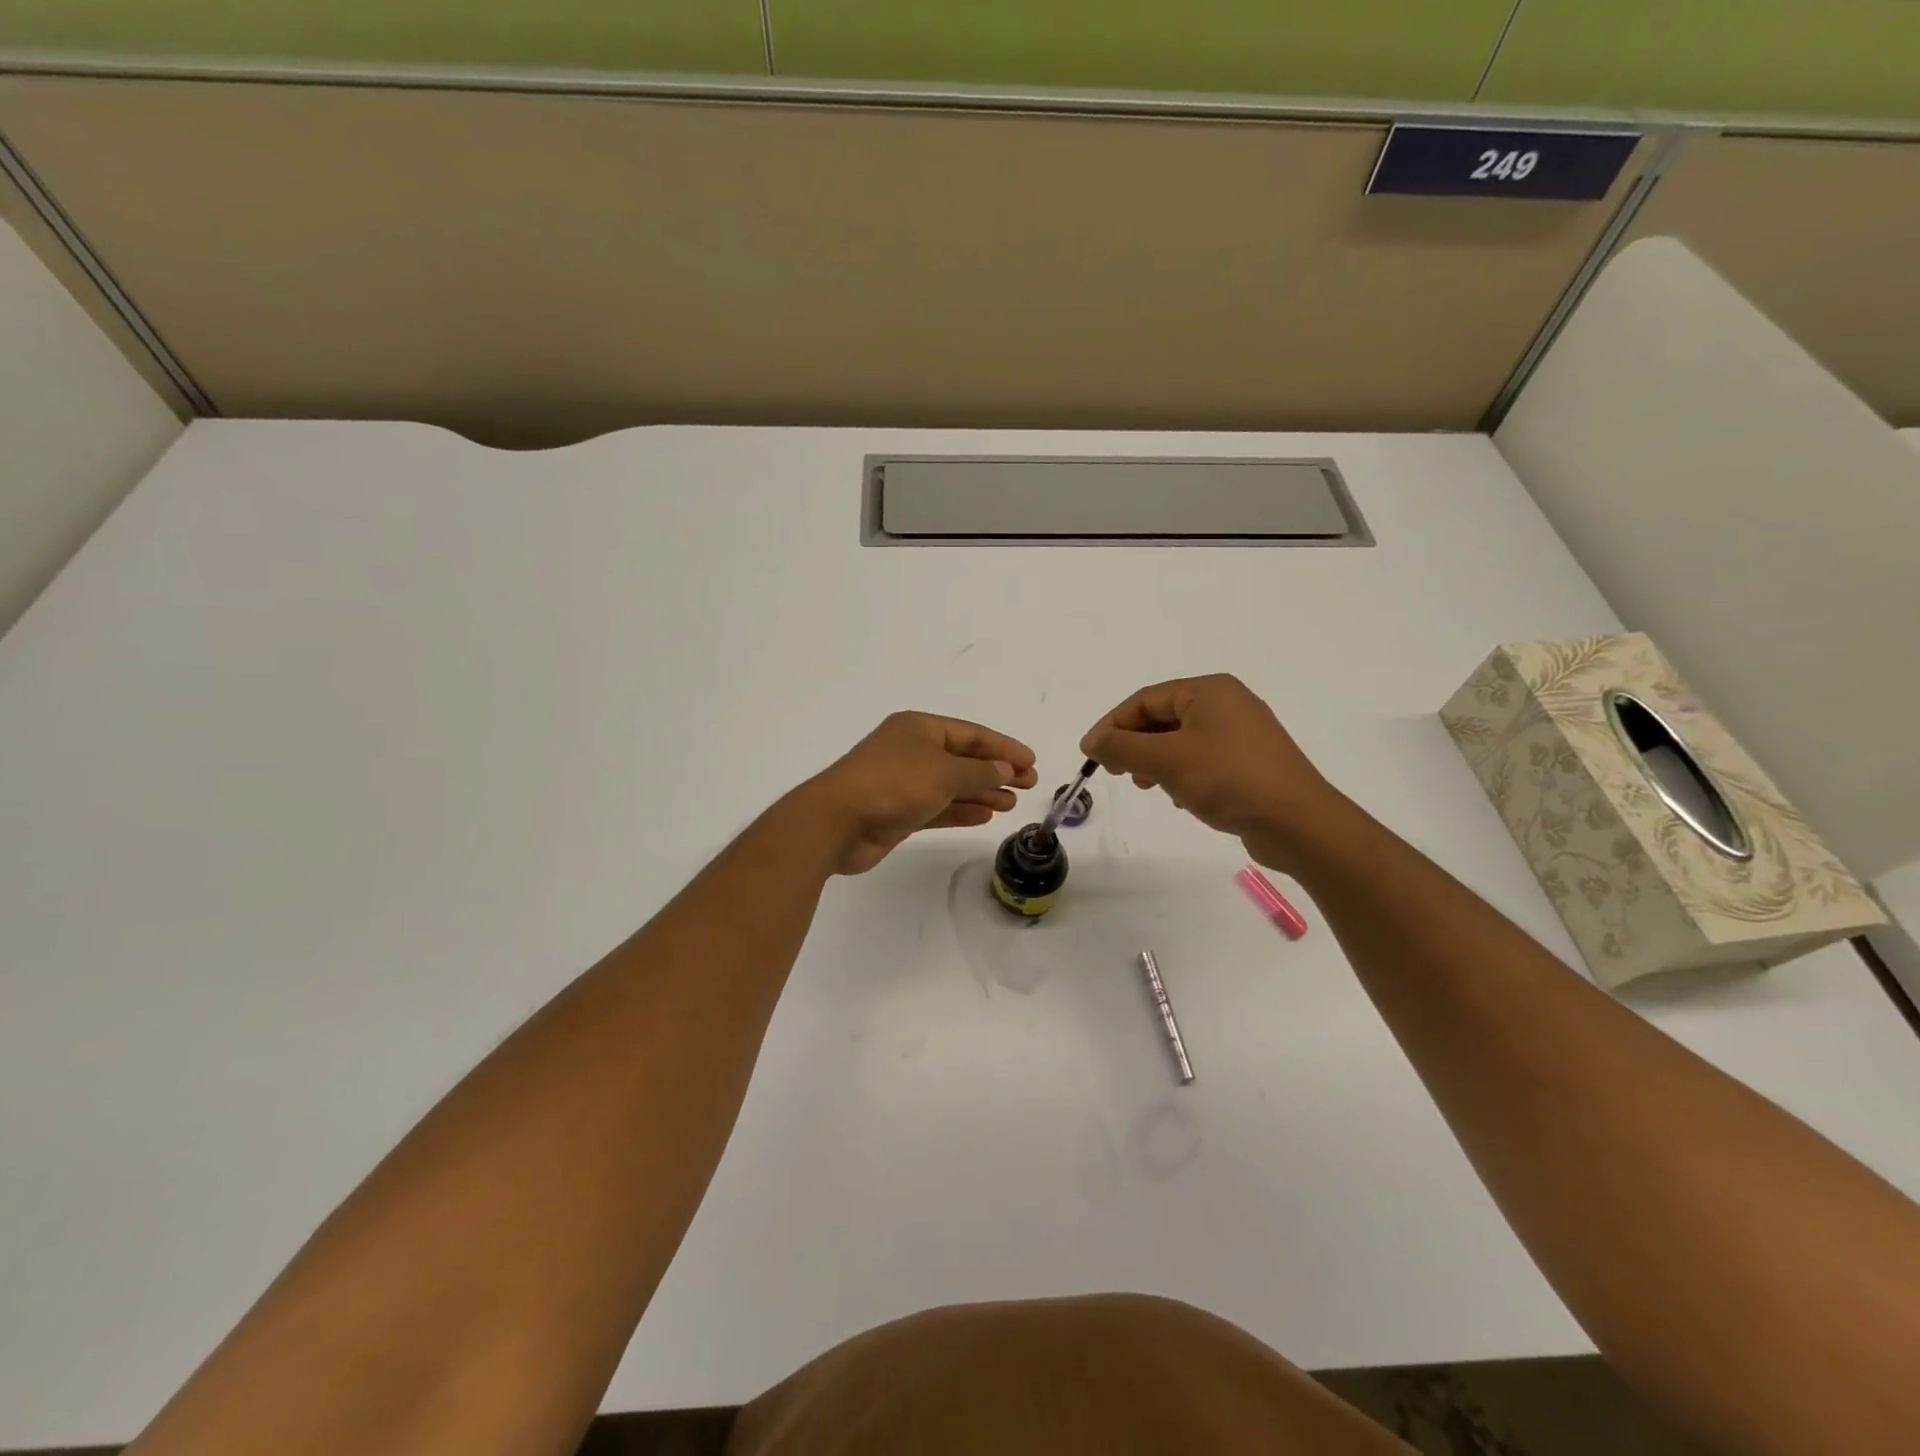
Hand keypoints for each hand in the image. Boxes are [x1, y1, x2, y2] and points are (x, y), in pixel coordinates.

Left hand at [799, 712, 1038, 875]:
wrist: (837, 822)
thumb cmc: (893, 784)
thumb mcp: (944, 773)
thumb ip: (979, 772)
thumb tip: (1004, 769)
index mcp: (920, 728)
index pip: (971, 734)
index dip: (1003, 747)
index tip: (1031, 762)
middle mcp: (912, 751)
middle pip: (963, 758)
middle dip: (996, 771)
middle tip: (1029, 784)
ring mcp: (904, 782)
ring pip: (952, 785)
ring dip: (982, 792)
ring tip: (1012, 803)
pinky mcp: (898, 812)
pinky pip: (938, 807)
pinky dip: (961, 810)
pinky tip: (985, 816)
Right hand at [1080, 675, 1345, 872]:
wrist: (1297, 822)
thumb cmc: (1227, 778)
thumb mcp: (1165, 759)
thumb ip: (1122, 746)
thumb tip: (1093, 740)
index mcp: (1208, 690)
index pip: (1145, 699)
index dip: (1112, 725)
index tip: (1089, 753)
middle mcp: (1227, 703)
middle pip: (1163, 718)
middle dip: (1134, 744)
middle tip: (1115, 771)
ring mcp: (1242, 734)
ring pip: (1181, 741)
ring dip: (1155, 761)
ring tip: (1145, 785)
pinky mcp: (1251, 762)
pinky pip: (1203, 759)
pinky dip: (1181, 773)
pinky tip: (1179, 797)